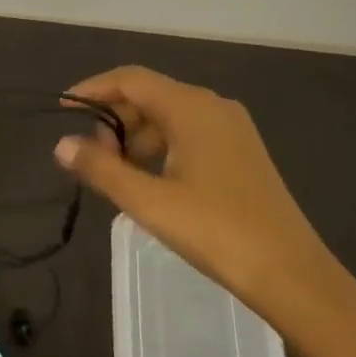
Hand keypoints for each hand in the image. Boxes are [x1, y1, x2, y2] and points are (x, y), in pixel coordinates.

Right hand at [54, 67, 344, 325]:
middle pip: (149, 95)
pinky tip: (150, 180)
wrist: (294, 276)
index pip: (130, 79)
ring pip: (168, 117)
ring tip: (117, 174)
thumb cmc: (217, 232)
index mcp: (191, 107)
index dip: (93, 89)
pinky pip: (188, 134)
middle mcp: (212, 106)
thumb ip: (100, 169)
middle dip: (113, 119)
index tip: (64, 110)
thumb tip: (61, 144)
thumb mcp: (149, 202)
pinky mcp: (240, 152)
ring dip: (135, 137)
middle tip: (91, 158)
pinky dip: (160, 148)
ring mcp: (231, 129)